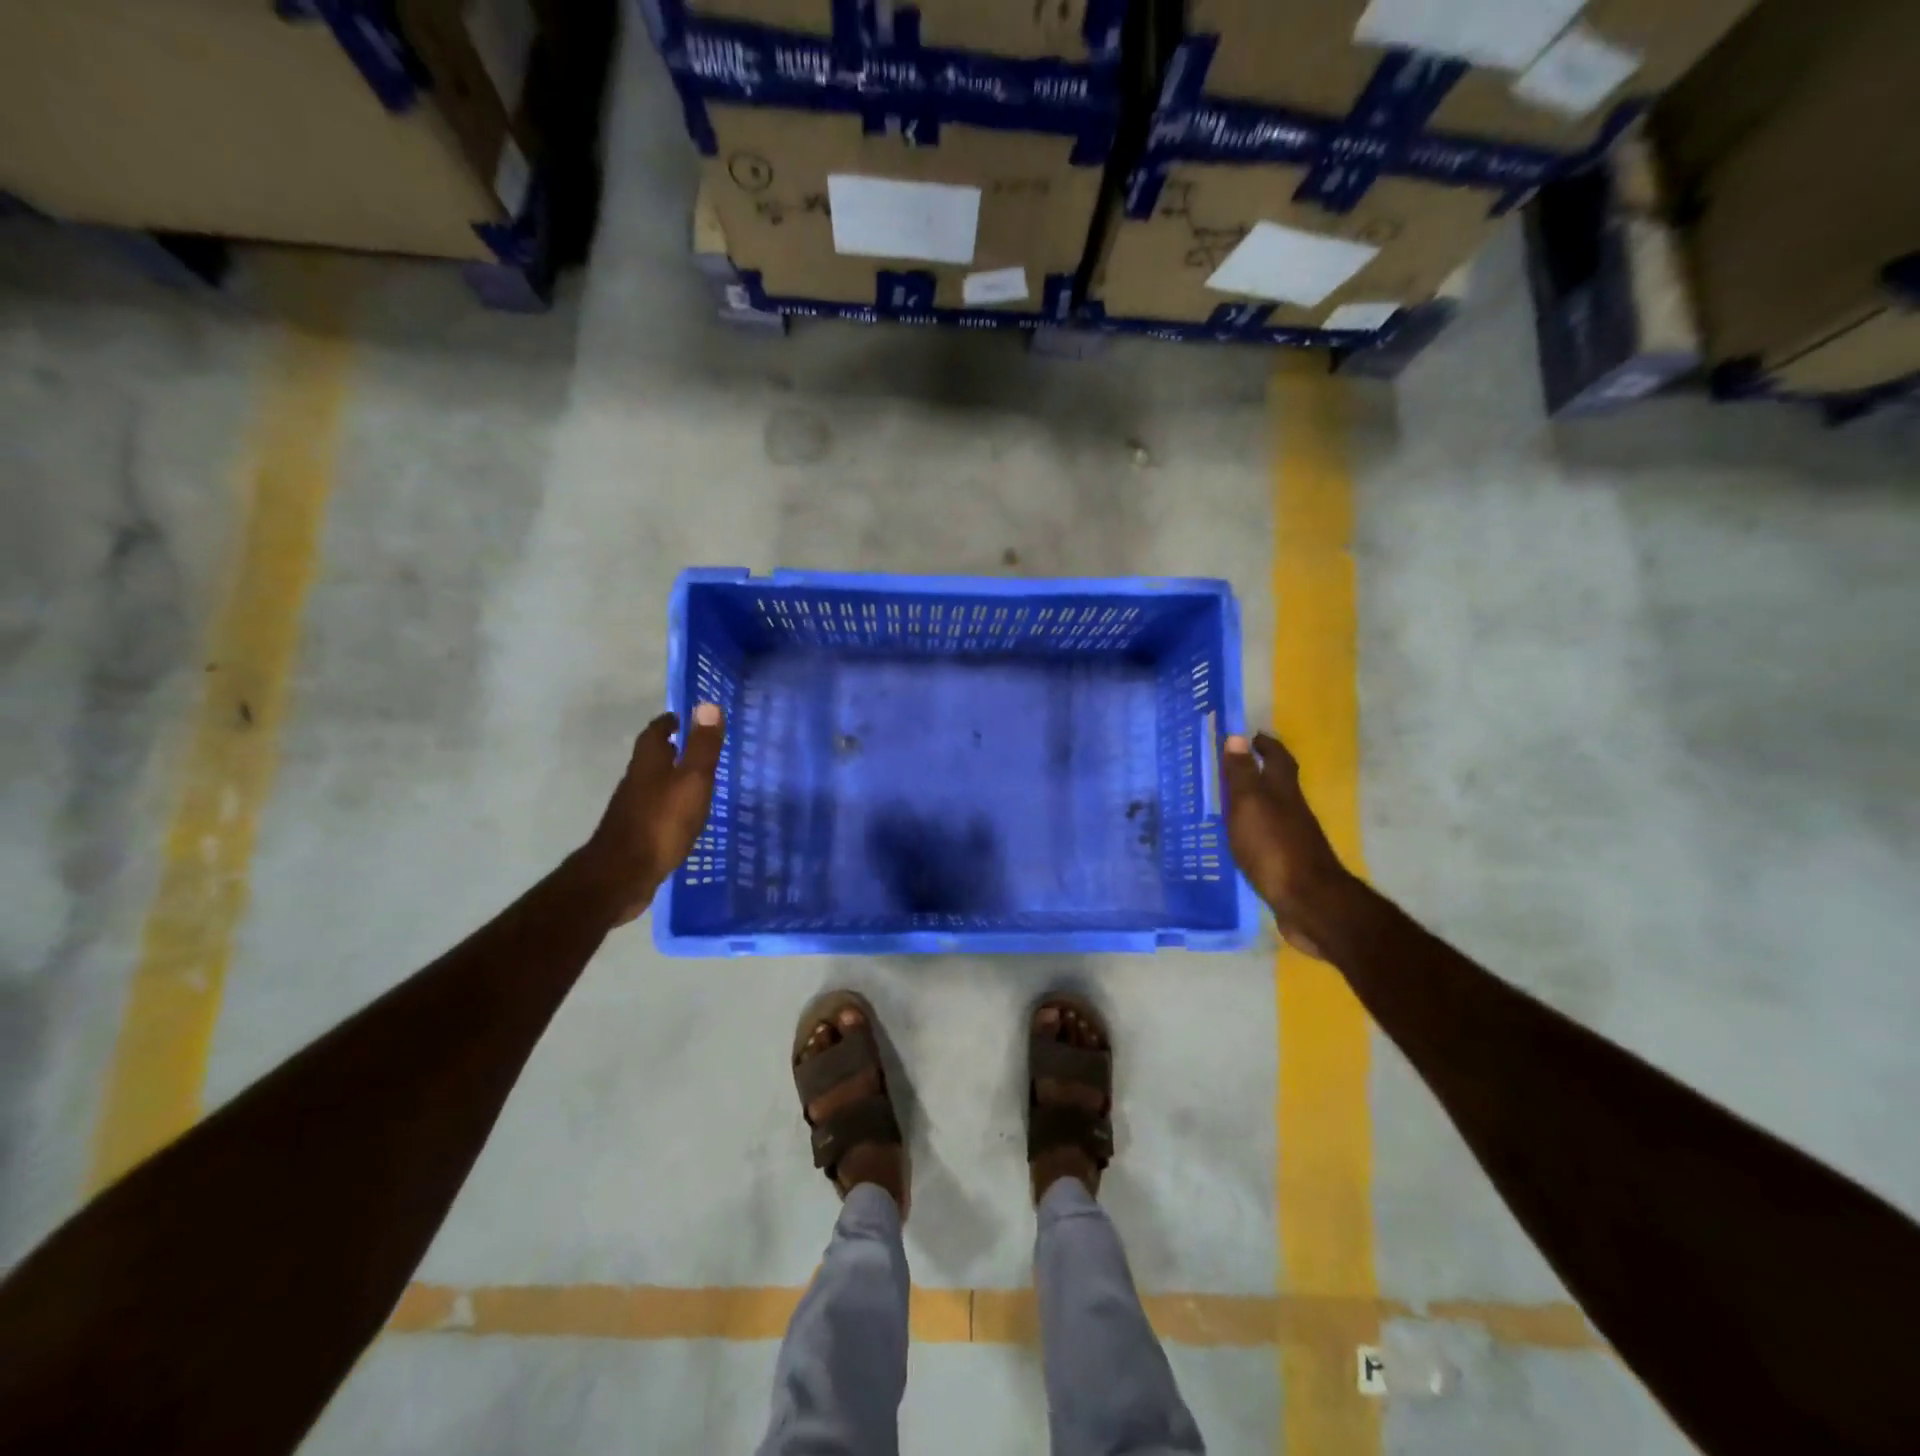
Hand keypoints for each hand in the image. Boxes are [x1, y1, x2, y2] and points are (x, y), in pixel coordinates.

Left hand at [579, 705, 725, 924]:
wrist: (622, 875)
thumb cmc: (661, 822)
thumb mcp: (692, 780)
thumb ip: (702, 747)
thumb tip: (707, 704)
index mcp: (649, 763)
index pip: (656, 732)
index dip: (669, 722)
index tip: (682, 718)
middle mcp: (636, 781)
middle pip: (651, 757)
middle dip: (670, 748)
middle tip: (692, 745)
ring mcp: (633, 808)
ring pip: (652, 783)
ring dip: (669, 776)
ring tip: (693, 779)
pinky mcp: (635, 833)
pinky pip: (655, 809)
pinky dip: (669, 804)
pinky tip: (683, 815)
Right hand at [1220, 732, 1351, 958]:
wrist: (1308, 902)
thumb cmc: (1274, 846)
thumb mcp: (1250, 804)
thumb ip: (1242, 774)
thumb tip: (1238, 736)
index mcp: (1283, 792)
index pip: (1278, 759)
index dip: (1266, 745)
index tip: (1252, 736)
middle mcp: (1292, 811)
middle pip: (1279, 784)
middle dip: (1260, 772)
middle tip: (1234, 767)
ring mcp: (1292, 839)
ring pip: (1273, 812)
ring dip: (1255, 803)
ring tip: (1228, 803)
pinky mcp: (1288, 864)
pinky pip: (1268, 838)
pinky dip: (1254, 831)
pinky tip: (1239, 841)